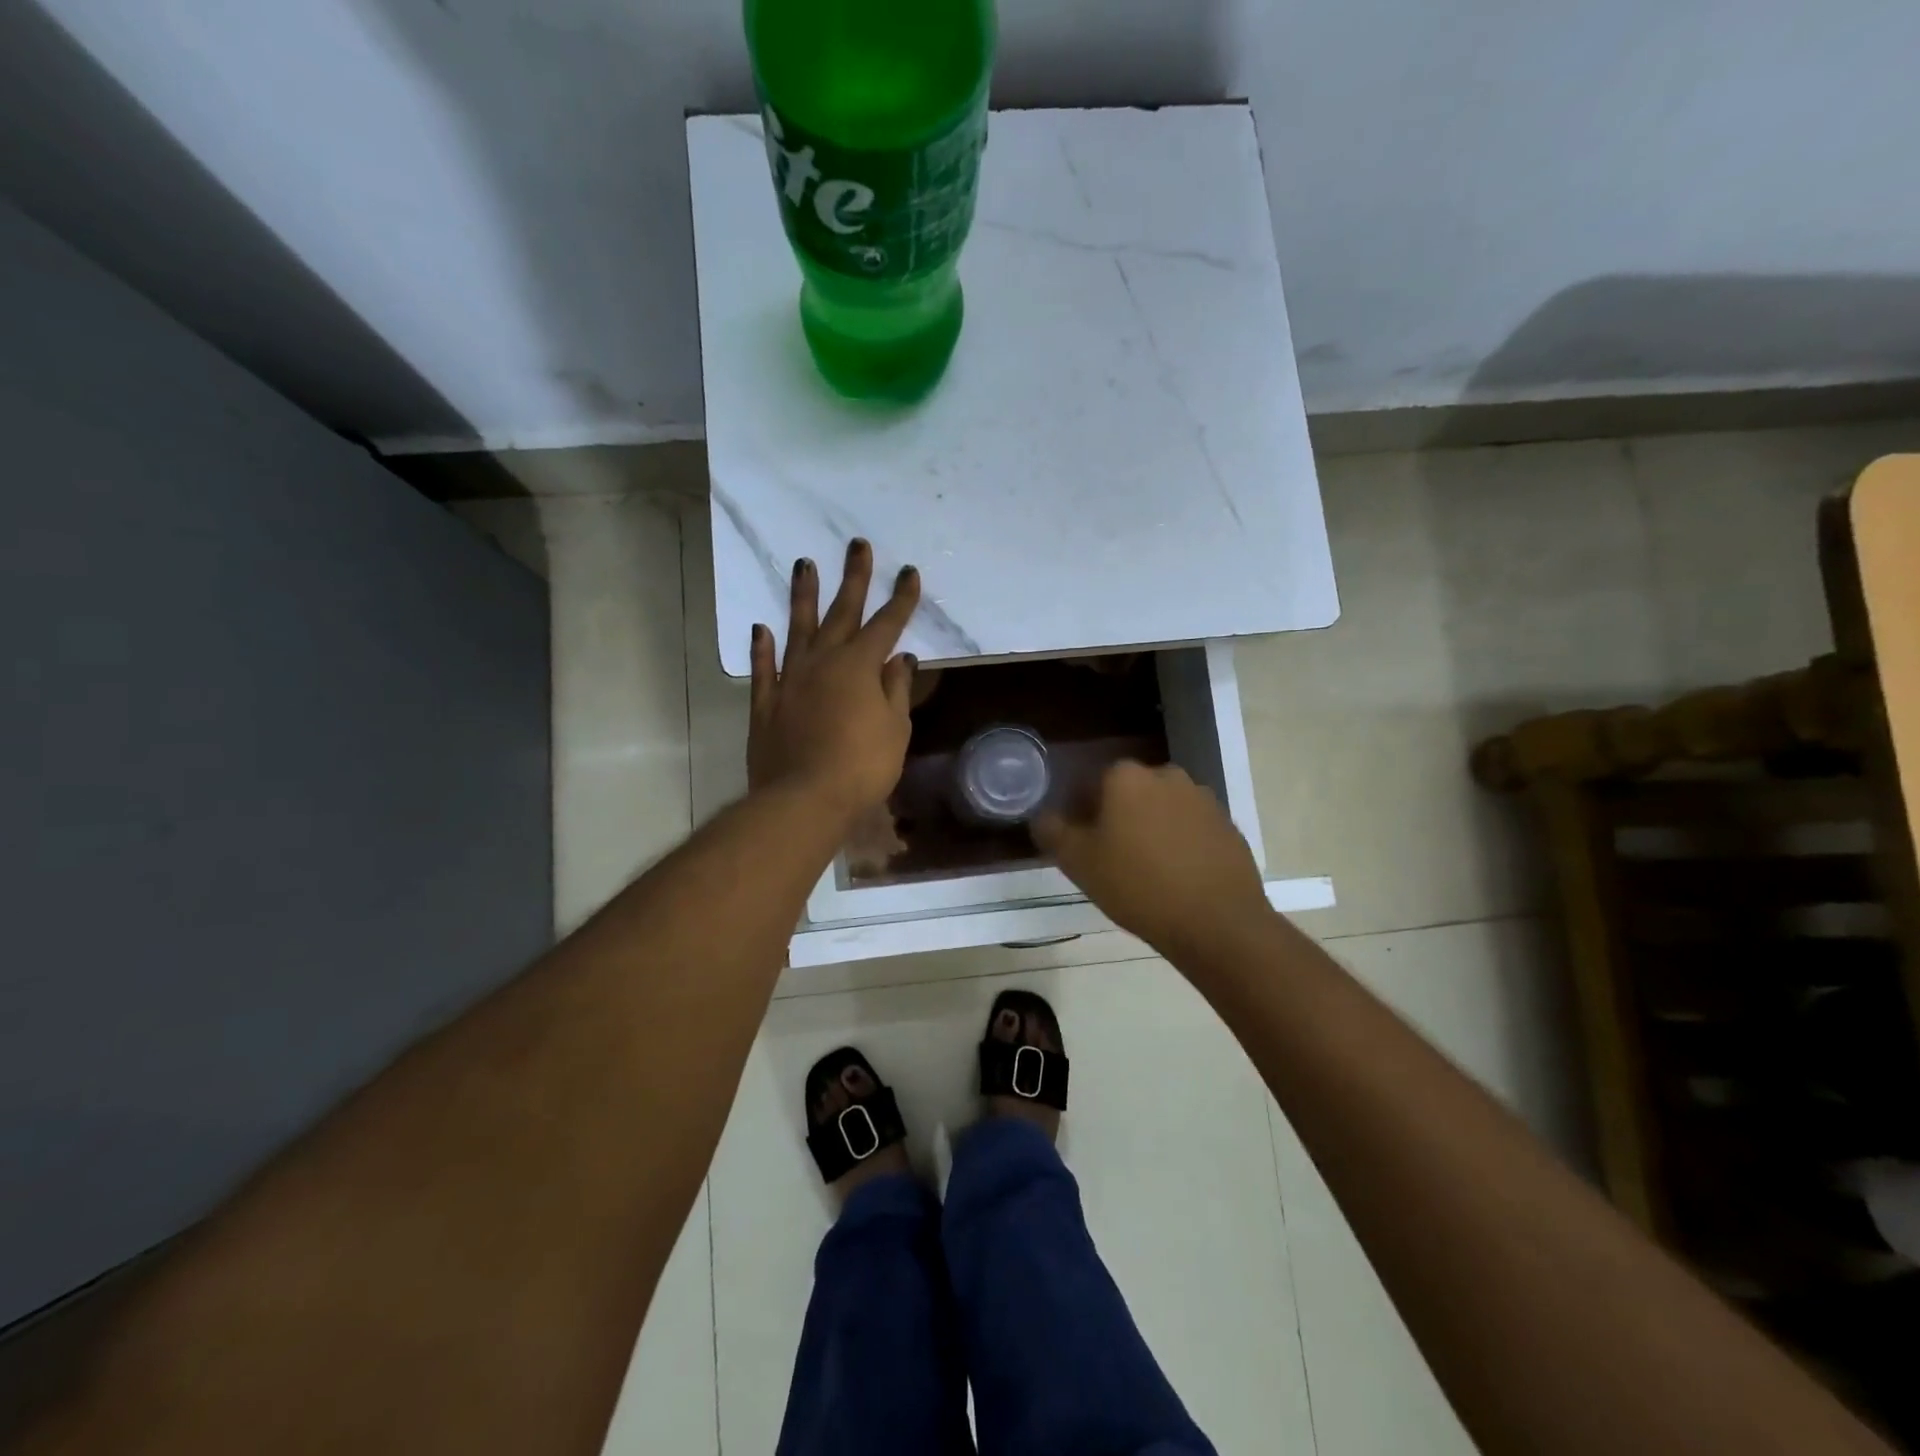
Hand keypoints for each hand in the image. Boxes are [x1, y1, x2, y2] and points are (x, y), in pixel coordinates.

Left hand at [748, 539, 919, 823]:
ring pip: (797, 629)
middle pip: (841, 612)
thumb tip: (900, 660)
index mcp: (860, 666)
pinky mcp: (766, 703)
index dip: (901, 599)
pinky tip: (760, 628)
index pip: (886, 624)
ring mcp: (790, 680)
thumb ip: (895, 690)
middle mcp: (823, 662)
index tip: (909, 573)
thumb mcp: (895, 730)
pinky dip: (762, 648)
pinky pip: (764, 668)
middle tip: (857, 545)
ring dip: (802, 596)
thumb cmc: (863, 767)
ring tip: (804, 564)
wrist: (804, 799)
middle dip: (853, 578)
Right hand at [1034, 761, 1271, 959]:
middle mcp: (1166, 775)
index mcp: (1126, 776)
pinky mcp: (1228, 825)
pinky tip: (1177, 877)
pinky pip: (1191, 828)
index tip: (1081, 845)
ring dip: (1150, 829)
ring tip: (1146, 871)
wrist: (1217, 922)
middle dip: (1117, 818)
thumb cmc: (1137, 885)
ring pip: (1162, 809)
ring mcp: (1202, 798)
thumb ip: (1052, 831)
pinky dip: (1180, 844)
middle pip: (1128, 793)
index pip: (1090, 784)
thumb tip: (1043, 816)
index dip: (1080, 814)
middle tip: (1110, 859)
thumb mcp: (1077, 862)